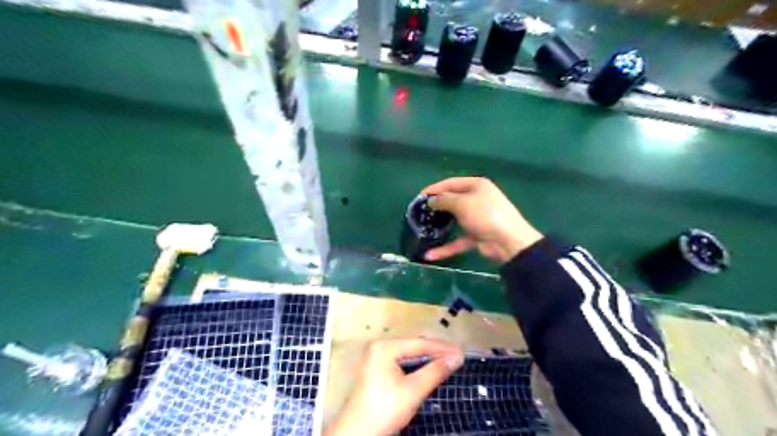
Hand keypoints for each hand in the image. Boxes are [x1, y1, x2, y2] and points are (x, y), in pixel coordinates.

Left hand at [325, 341, 462, 435]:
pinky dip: (416, 365)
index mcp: (385, 347)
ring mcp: (376, 357)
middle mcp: (379, 347)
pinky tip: (429, 368)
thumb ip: (435, 371)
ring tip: (447, 361)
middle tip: (456, 356)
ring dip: (427, 359)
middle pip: (413, 346)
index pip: (419, 343)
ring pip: (408, 354)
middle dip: (435, 351)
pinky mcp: (377, 369)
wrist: (358, 434)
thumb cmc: (384, 410)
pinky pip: (402, 362)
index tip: (461, 352)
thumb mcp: (413, 390)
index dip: (442, 348)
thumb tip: (456, 357)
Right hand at [423, 176, 542, 262]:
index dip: (434, 188)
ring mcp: (477, 219)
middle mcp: (477, 199)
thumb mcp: (462, 203)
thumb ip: (443, 200)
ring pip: (454, 220)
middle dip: (436, 206)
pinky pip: (458, 240)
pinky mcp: (476, 236)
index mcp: (477, 186)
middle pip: (452, 200)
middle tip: (420, 212)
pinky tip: (430, 255)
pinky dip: (446, 248)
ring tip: (422, 228)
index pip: (451, 183)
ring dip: (440, 225)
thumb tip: (431, 201)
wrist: (508, 242)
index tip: (419, 196)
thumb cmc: (484, 214)